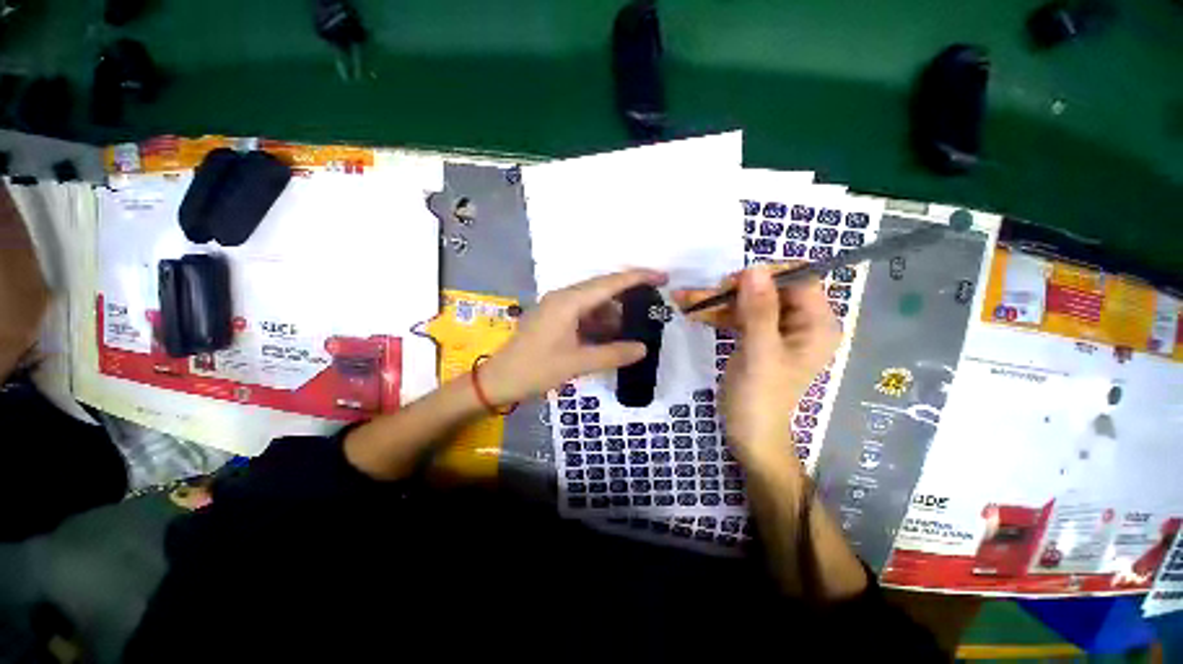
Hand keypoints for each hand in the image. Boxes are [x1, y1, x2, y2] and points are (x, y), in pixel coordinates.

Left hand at [479, 269, 668, 406]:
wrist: (498, 380)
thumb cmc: (535, 369)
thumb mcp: (577, 363)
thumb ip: (612, 354)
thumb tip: (643, 348)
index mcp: (568, 302)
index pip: (609, 283)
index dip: (637, 278)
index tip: (662, 277)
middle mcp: (564, 298)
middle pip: (603, 289)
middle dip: (629, 296)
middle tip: (653, 306)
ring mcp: (558, 308)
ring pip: (594, 304)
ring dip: (614, 314)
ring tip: (635, 328)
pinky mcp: (555, 319)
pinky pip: (584, 315)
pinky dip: (600, 323)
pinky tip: (612, 336)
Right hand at [673, 265, 839, 464]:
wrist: (748, 432)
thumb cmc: (760, 397)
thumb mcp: (759, 353)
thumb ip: (759, 311)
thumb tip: (754, 268)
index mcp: (816, 324)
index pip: (800, 280)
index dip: (767, 275)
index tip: (733, 282)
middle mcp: (800, 321)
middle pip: (768, 289)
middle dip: (732, 289)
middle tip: (703, 294)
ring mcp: (776, 329)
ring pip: (747, 301)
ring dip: (716, 300)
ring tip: (683, 299)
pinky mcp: (756, 336)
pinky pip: (736, 315)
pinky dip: (715, 313)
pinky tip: (691, 312)